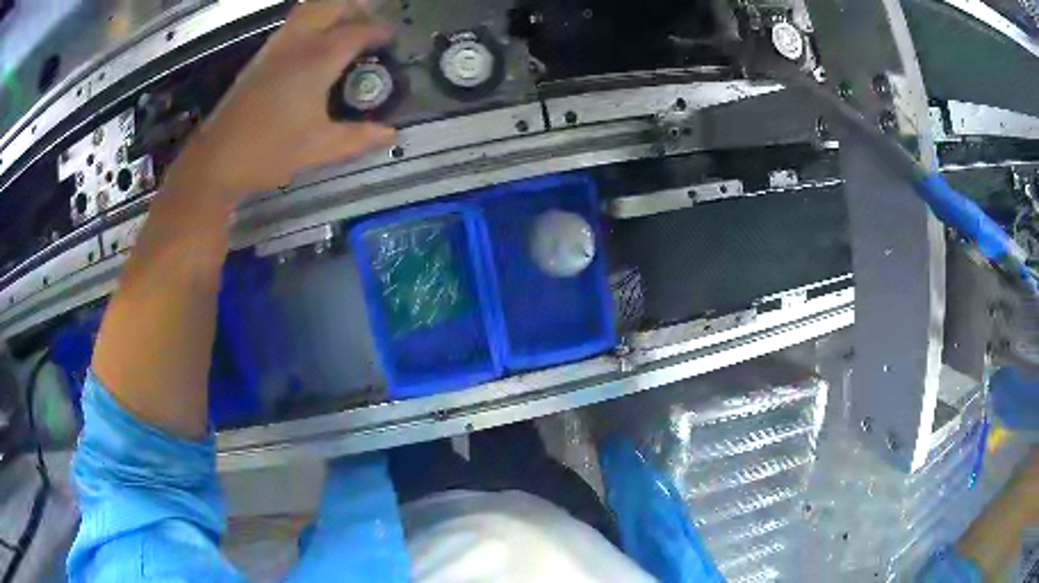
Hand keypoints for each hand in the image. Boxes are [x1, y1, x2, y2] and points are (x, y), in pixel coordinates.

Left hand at [168, 1, 395, 203]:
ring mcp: (274, 48)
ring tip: (344, 30)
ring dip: (331, 11)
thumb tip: (390, 133)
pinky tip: (313, 48)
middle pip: (331, 5)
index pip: (357, 31)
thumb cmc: (268, 152)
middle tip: (368, 24)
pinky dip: (310, 24)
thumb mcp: (318, 148)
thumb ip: (358, 138)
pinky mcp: (259, 59)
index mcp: (317, 60)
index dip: (379, 31)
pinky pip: (291, 26)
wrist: (215, 161)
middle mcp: (296, 44)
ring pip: (307, 10)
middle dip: (355, 8)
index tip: (391, 40)